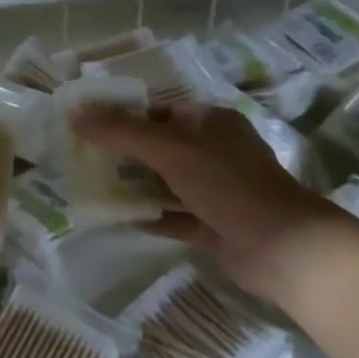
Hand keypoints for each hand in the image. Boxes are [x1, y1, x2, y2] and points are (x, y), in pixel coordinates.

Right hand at [71, 102, 347, 302]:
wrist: (282, 247)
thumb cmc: (227, 183)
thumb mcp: (170, 149)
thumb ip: (122, 132)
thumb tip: (76, 115)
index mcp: (209, 121)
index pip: (157, 110)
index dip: (122, 114)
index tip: (85, 123)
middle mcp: (212, 150)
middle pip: (157, 146)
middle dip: (121, 152)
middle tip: (79, 156)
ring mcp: (213, 189)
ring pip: (163, 181)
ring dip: (131, 184)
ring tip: (88, 185)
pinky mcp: (211, 224)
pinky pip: (171, 215)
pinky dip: (148, 216)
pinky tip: (116, 218)